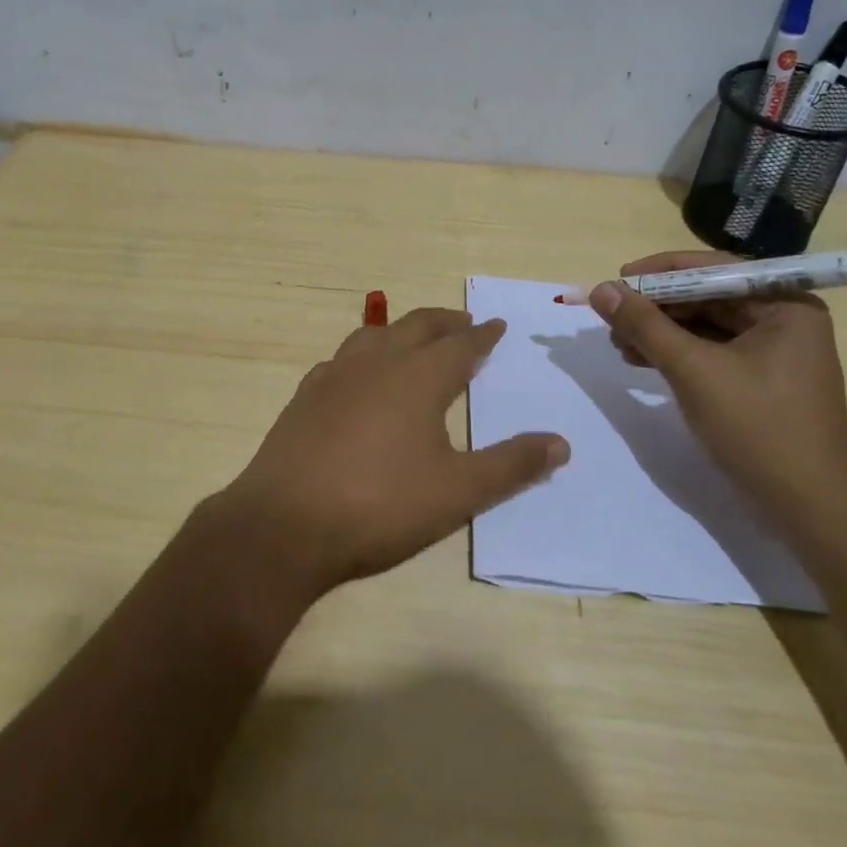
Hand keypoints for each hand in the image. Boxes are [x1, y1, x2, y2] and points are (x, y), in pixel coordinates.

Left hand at [216, 308, 568, 598]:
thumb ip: (511, 465)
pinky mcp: (304, 396)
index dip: (482, 334)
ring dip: (401, 331)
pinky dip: (363, 355)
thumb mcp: (458, 492)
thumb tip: (561, 443)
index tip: (496, 325)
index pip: (460, 344)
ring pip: (374, 335)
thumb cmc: (380, 505)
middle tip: (463, 322)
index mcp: (418, 377)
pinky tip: (360, 376)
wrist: (284, 525)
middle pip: (416, 326)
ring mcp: (334, 376)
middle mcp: (376, 363)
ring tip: (414, 340)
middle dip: (444, 321)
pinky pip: (342, 360)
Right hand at [589, 252, 846, 517]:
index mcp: (785, 305)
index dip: (660, 273)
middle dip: (657, 308)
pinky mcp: (761, 380)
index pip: (714, 270)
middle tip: (612, 318)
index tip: (617, 280)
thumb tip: (601, 290)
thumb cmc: (757, 428)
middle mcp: (784, 319)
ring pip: (705, 325)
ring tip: (619, 344)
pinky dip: (677, 354)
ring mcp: (774, 352)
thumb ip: (645, 325)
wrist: (807, 507)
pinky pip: (711, 351)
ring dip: (660, 331)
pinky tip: (641, 361)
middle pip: (708, 296)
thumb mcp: (693, 370)